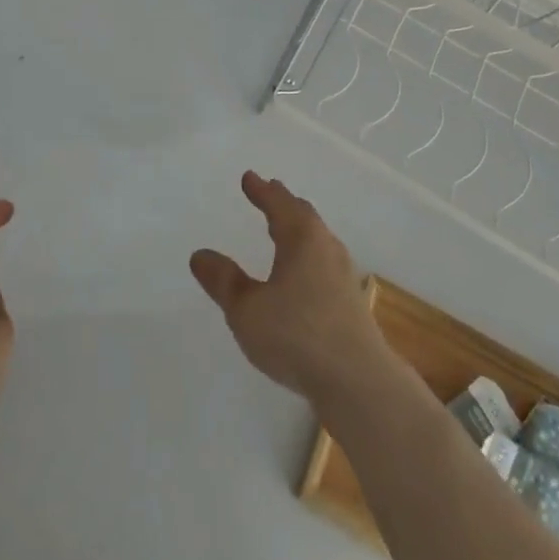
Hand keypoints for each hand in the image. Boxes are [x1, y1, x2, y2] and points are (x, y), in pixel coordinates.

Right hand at [190, 172, 393, 406]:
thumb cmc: (297, 336)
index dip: (262, 190)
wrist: (358, 382)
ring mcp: (343, 274)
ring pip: (317, 239)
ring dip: (298, 229)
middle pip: (303, 216)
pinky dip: (307, 254)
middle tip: (269, 193)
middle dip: (283, 203)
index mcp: (302, 237)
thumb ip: (224, 282)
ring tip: (284, 230)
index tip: (249, 177)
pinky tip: (302, 275)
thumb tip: (200, 255)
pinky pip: (323, 262)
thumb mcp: (247, 310)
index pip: (279, 203)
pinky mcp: (350, 301)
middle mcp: (326, 246)